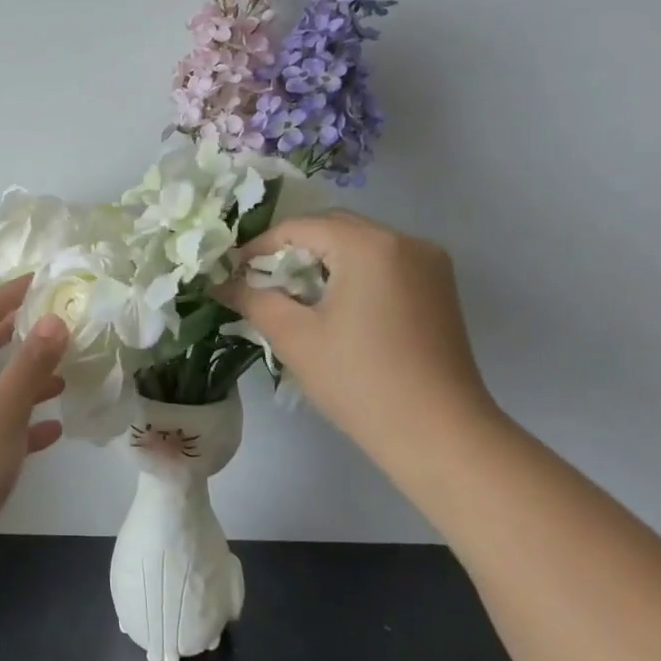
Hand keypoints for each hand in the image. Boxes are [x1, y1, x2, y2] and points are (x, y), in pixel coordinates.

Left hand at [0, 275, 68, 569]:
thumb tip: (54, 320)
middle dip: (16, 337)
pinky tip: (52, 428)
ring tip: (62, 374)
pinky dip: (20, 424)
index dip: (7, 297)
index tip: (39, 282)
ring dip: (23, 382)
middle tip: (52, 323)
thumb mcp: (1, 410)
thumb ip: (30, 364)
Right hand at [216, 212, 496, 475]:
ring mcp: (430, 264)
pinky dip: (352, 274)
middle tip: (260, 283)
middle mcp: (405, 241)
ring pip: (360, 245)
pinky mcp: (439, 289)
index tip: (232, 274)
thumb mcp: (294, 337)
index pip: (300, 227)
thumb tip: (220, 283)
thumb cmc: (359, 380)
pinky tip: (334, 308)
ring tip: (293, 297)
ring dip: (322, 262)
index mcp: (369, 245)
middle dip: (292, 251)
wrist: (438, 433)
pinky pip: (384, 264)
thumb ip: (253, 299)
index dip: (259, 247)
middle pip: (334, 228)